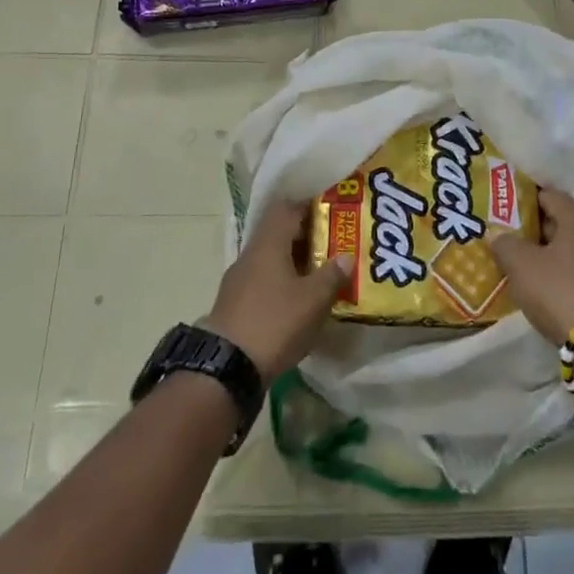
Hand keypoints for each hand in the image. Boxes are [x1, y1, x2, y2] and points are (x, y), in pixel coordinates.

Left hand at [202, 201, 351, 383]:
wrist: (226, 367)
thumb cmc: (274, 322)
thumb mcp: (313, 300)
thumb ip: (332, 275)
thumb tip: (346, 256)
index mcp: (269, 243)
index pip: (287, 208)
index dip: (310, 206)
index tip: (333, 213)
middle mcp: (250, 255)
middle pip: (279, 233)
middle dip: (307, 237)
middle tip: (334, 245)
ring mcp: (239, 280)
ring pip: (271, 259)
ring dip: (294, 263)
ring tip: (321, 275)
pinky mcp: (235, 305)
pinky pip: (263, 282)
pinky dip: (282, 284)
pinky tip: (298, 302)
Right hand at [492, 189, 573, 346]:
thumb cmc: (559, 291)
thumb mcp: (521, 265)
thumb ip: (505, 244)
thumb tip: (498, 235)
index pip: (552, 196)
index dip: (528, 197)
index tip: (508, 206)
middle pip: (565, 223)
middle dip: (538, 228)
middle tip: (512, 237)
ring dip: (553, 254)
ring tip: (527, 266)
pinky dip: (567, 275)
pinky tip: (550, 289)